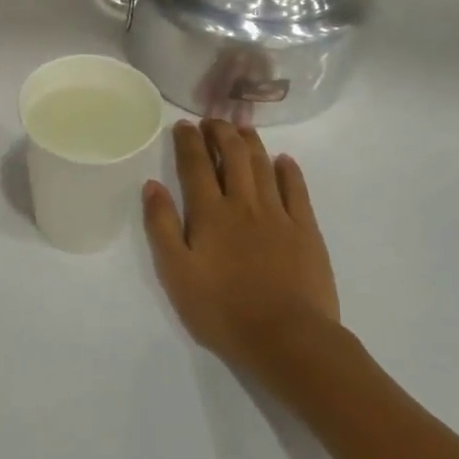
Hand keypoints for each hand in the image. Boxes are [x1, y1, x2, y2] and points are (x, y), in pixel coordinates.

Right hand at [142, 119, 340, 372]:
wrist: (287, 338)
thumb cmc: (223, 310)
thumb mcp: (176, 273)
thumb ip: (162, 226)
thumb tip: (152, 185)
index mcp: (209, 214)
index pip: (196, 165)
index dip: (188, 141)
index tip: (183, 124)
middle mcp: (244, 204)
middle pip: (232, 156)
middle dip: (220, 132)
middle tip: (212, 120)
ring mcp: (278, 215)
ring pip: (263, 166)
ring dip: (251, 142)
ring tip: (241, 127)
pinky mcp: (306, 230)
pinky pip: (297, 190)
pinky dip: (289, 170)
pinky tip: (284, 160)